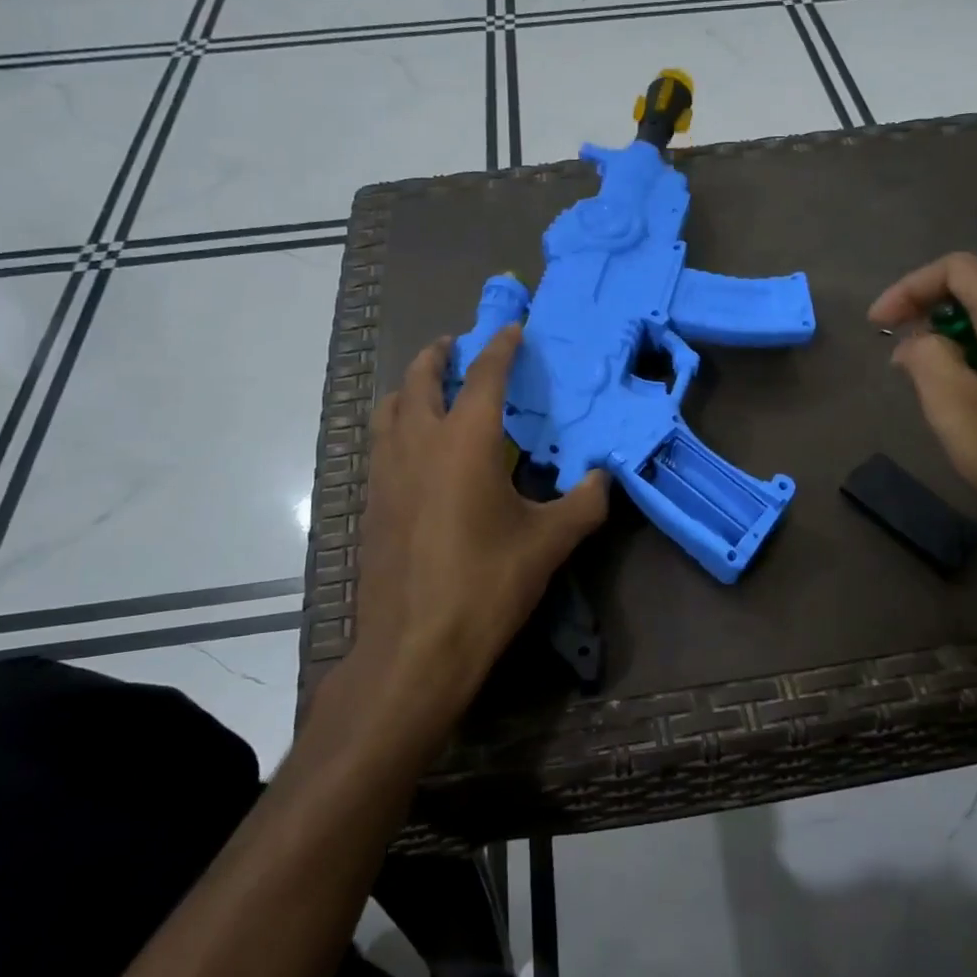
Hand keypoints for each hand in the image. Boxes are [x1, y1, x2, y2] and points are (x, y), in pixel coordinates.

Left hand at [342, 324, 607, 733]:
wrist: (415, 647)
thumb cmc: (486, 585)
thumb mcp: (548, 543)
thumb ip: (584, 503)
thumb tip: (604, 478)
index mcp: (466, 441)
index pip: (484, 375)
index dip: (500, 346)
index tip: (512, 329)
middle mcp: (419, 443)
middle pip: (420, 378)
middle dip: (440, 355)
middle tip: (458, 347)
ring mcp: (387, 472)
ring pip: (390, 407)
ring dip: (411, 387)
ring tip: (432, 390)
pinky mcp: (372, 502)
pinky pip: (381, 442)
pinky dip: (398, 425)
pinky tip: (418, 451)